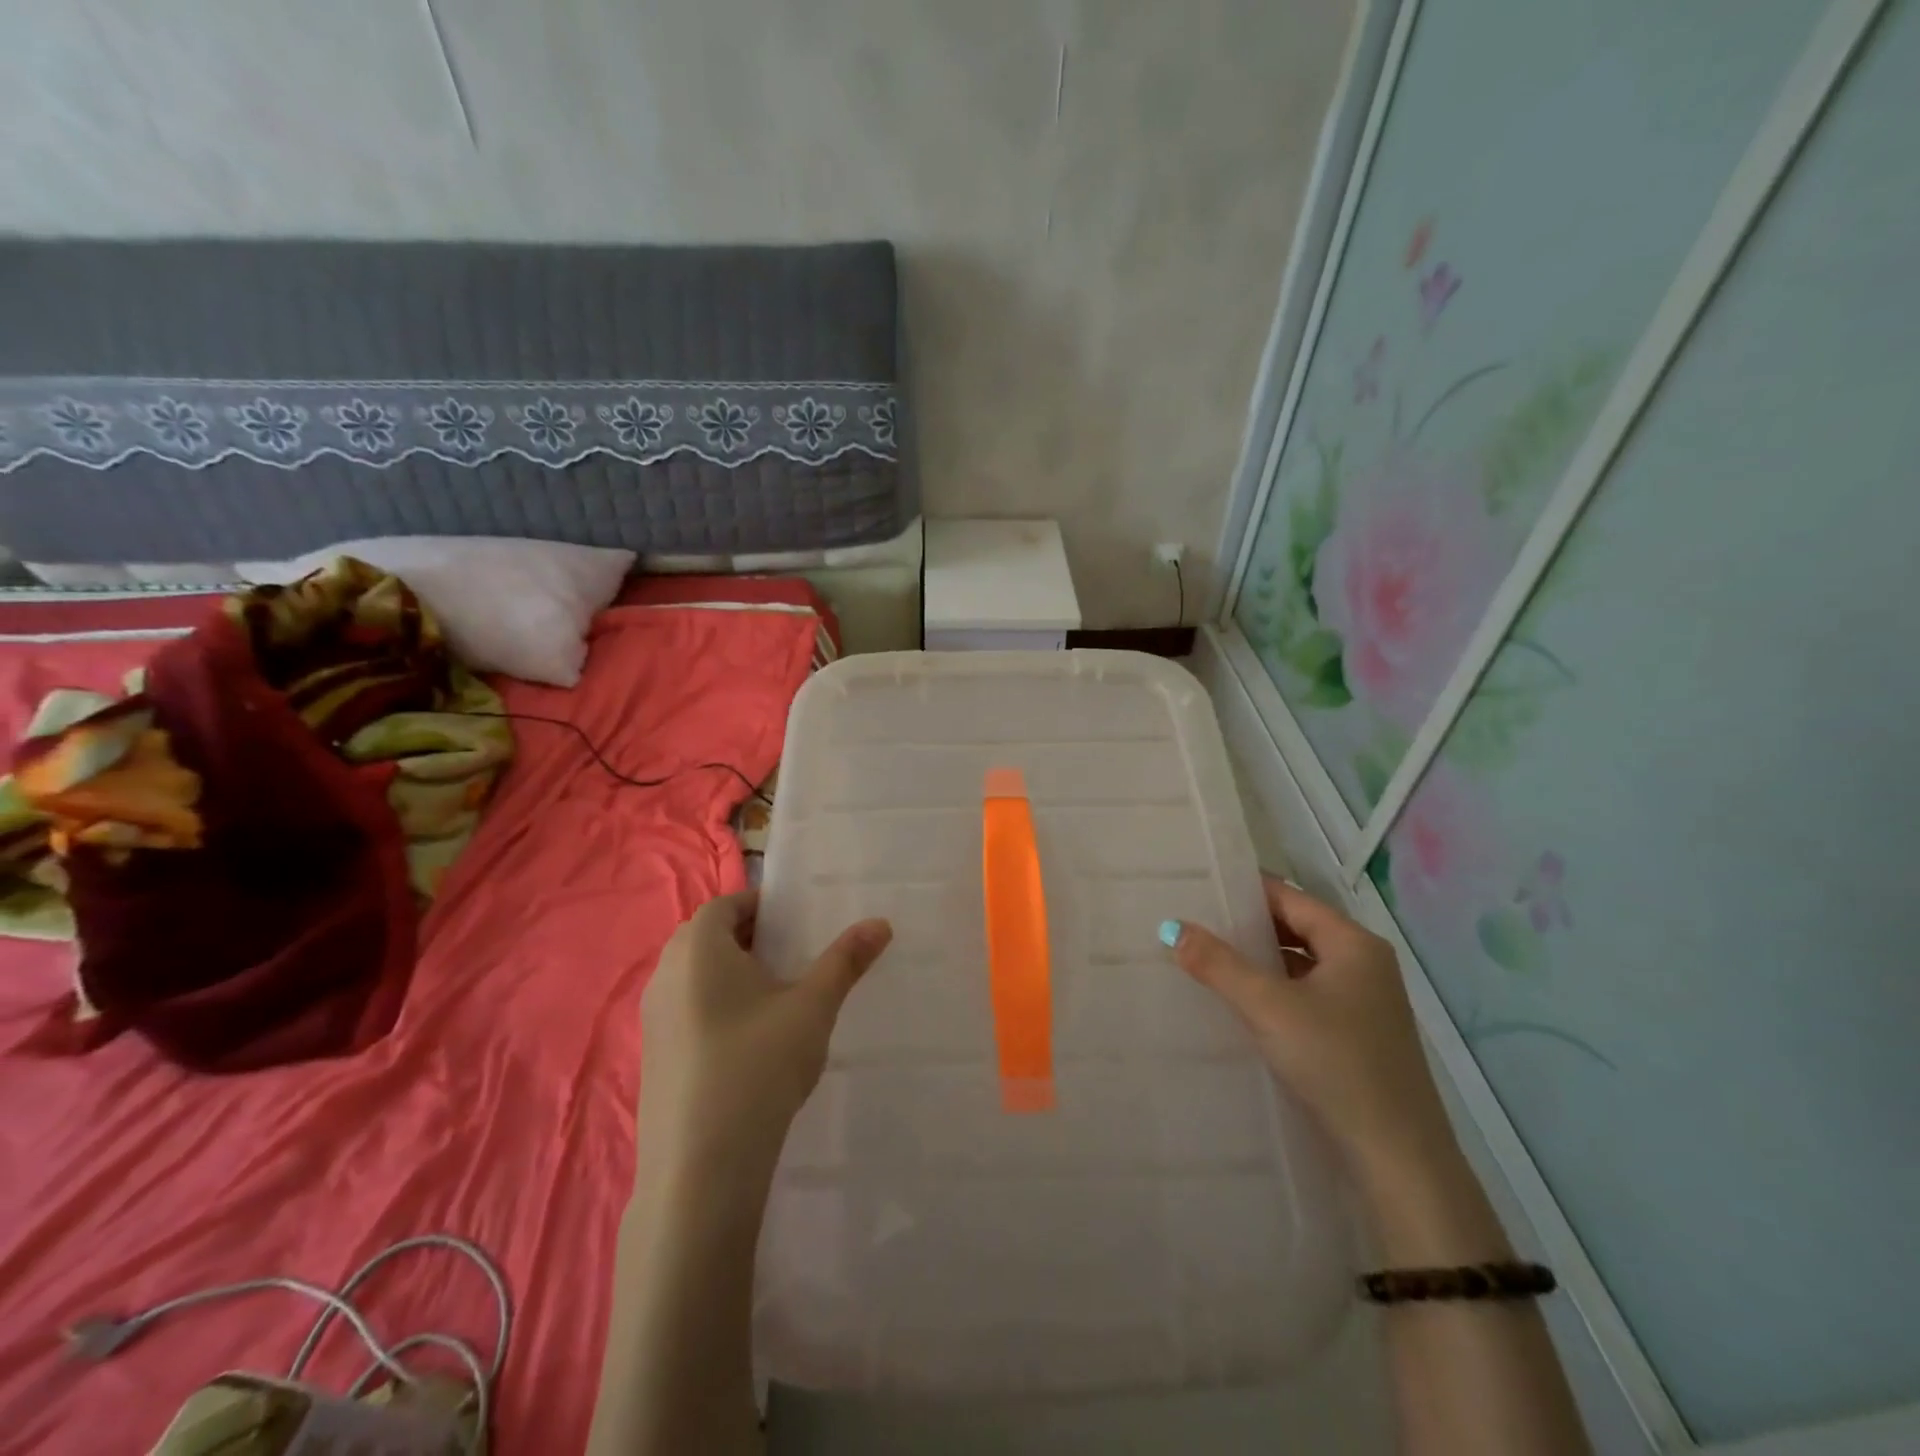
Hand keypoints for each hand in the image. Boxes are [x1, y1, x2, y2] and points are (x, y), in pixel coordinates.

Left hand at [638, 889, 892, 1180]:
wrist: (700, 1170)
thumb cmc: (758, 1067)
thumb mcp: (812, 1007)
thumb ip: (845, 960)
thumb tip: (881, 922)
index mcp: (698, 949)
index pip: (725, 904)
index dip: (759, 906)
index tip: (794, 922)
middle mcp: (665, 974)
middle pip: (705, 936)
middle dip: (746, 936)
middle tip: (790, 955)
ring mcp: (651, 1018)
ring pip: (692, 975)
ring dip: (728, 972)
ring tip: (773, 997)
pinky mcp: (651, 1056)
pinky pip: (683, 1009)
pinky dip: (712, 1006)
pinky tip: (746, 1042)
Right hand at [1164, 877, 1457, 1192]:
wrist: (1397, 1158)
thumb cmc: (1336, 1064)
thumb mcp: (1269, 1007)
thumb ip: (1219, 964)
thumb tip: (1173, 927)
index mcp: (1353, 944)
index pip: (1290, 898)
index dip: (1245, 891)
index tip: (1199, 889)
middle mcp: (1364, 964)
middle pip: (1296, 929)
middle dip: (1247, 927)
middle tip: (1195, 924)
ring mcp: (1365, 1002)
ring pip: (1300, 964)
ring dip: (1259, 961)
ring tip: (1207, 959)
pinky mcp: (1357, 1035)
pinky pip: (1307, 995)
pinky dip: (1275, 991)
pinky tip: (1241, 1004)